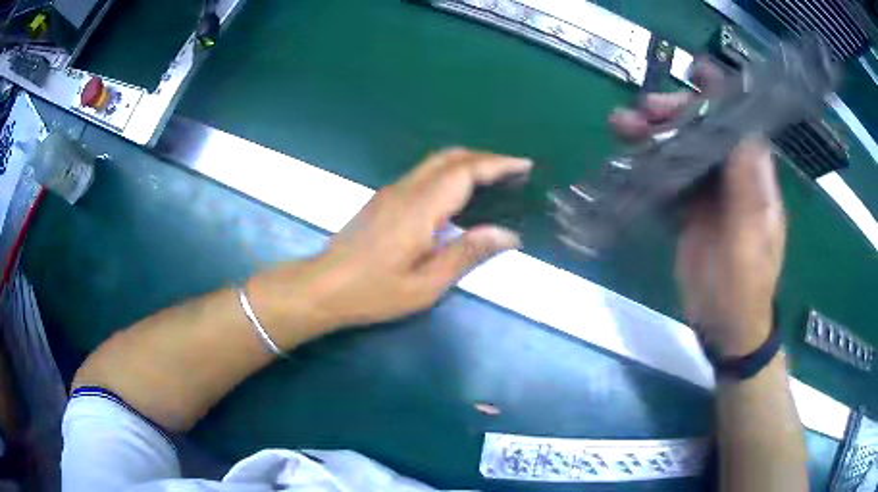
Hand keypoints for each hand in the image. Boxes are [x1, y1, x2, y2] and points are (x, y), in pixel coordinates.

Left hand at [254, 148, 531, 344]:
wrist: (323, 286)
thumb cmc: (374, 292)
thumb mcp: (426, 285)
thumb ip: (467, 254)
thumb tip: (508, 235)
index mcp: (420, 209)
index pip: (465, 172)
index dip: (497, 164)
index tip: (524, 165)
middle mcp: (406, 191)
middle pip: (450, 157)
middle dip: (485, 157)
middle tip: (513, 170)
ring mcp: (392, 192)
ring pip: (435, 162)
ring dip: (467, 162)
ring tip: (494, 178)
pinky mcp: (384, 199)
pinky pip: (424, 173)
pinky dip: (450, 172)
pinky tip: (459, 192)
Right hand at [610, 65, 785, 355]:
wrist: (726, 325)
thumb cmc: (745, 287)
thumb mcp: (751, 240)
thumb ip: (749, 189)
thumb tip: (743, 132)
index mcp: (754, 176)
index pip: (738, 122)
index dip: (719, 95)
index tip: (694, 73)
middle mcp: (733, 175)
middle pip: (703, 129)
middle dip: (674, 113)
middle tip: (644, 110)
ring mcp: (709, 191)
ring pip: (681, 149)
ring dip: (653, 135)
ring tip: (622, 127)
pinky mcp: (689, 209)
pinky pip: (667, 176)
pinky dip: (646, 165)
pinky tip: (626, 159)